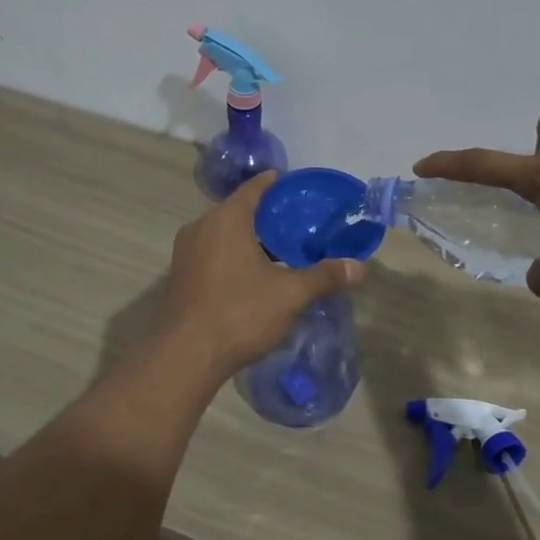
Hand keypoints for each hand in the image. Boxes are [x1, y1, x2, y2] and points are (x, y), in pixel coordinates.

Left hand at [157, 173, 365, 379]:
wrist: (185, 355)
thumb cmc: (240, 313)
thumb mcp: (290, 294)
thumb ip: (324, 277)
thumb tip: (360, 267)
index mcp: (226, 219)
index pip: (254, 189)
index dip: (275, 184)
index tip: (294, 186)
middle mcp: (201, 227)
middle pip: (237, 211)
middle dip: (265, 216)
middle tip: (296, 223)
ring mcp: (185, 253)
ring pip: (222, 235)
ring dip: (247, 239)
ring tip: (278, 251)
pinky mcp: (179, 277)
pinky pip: (211, 254)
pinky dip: (231, 256)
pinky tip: (252, 276)